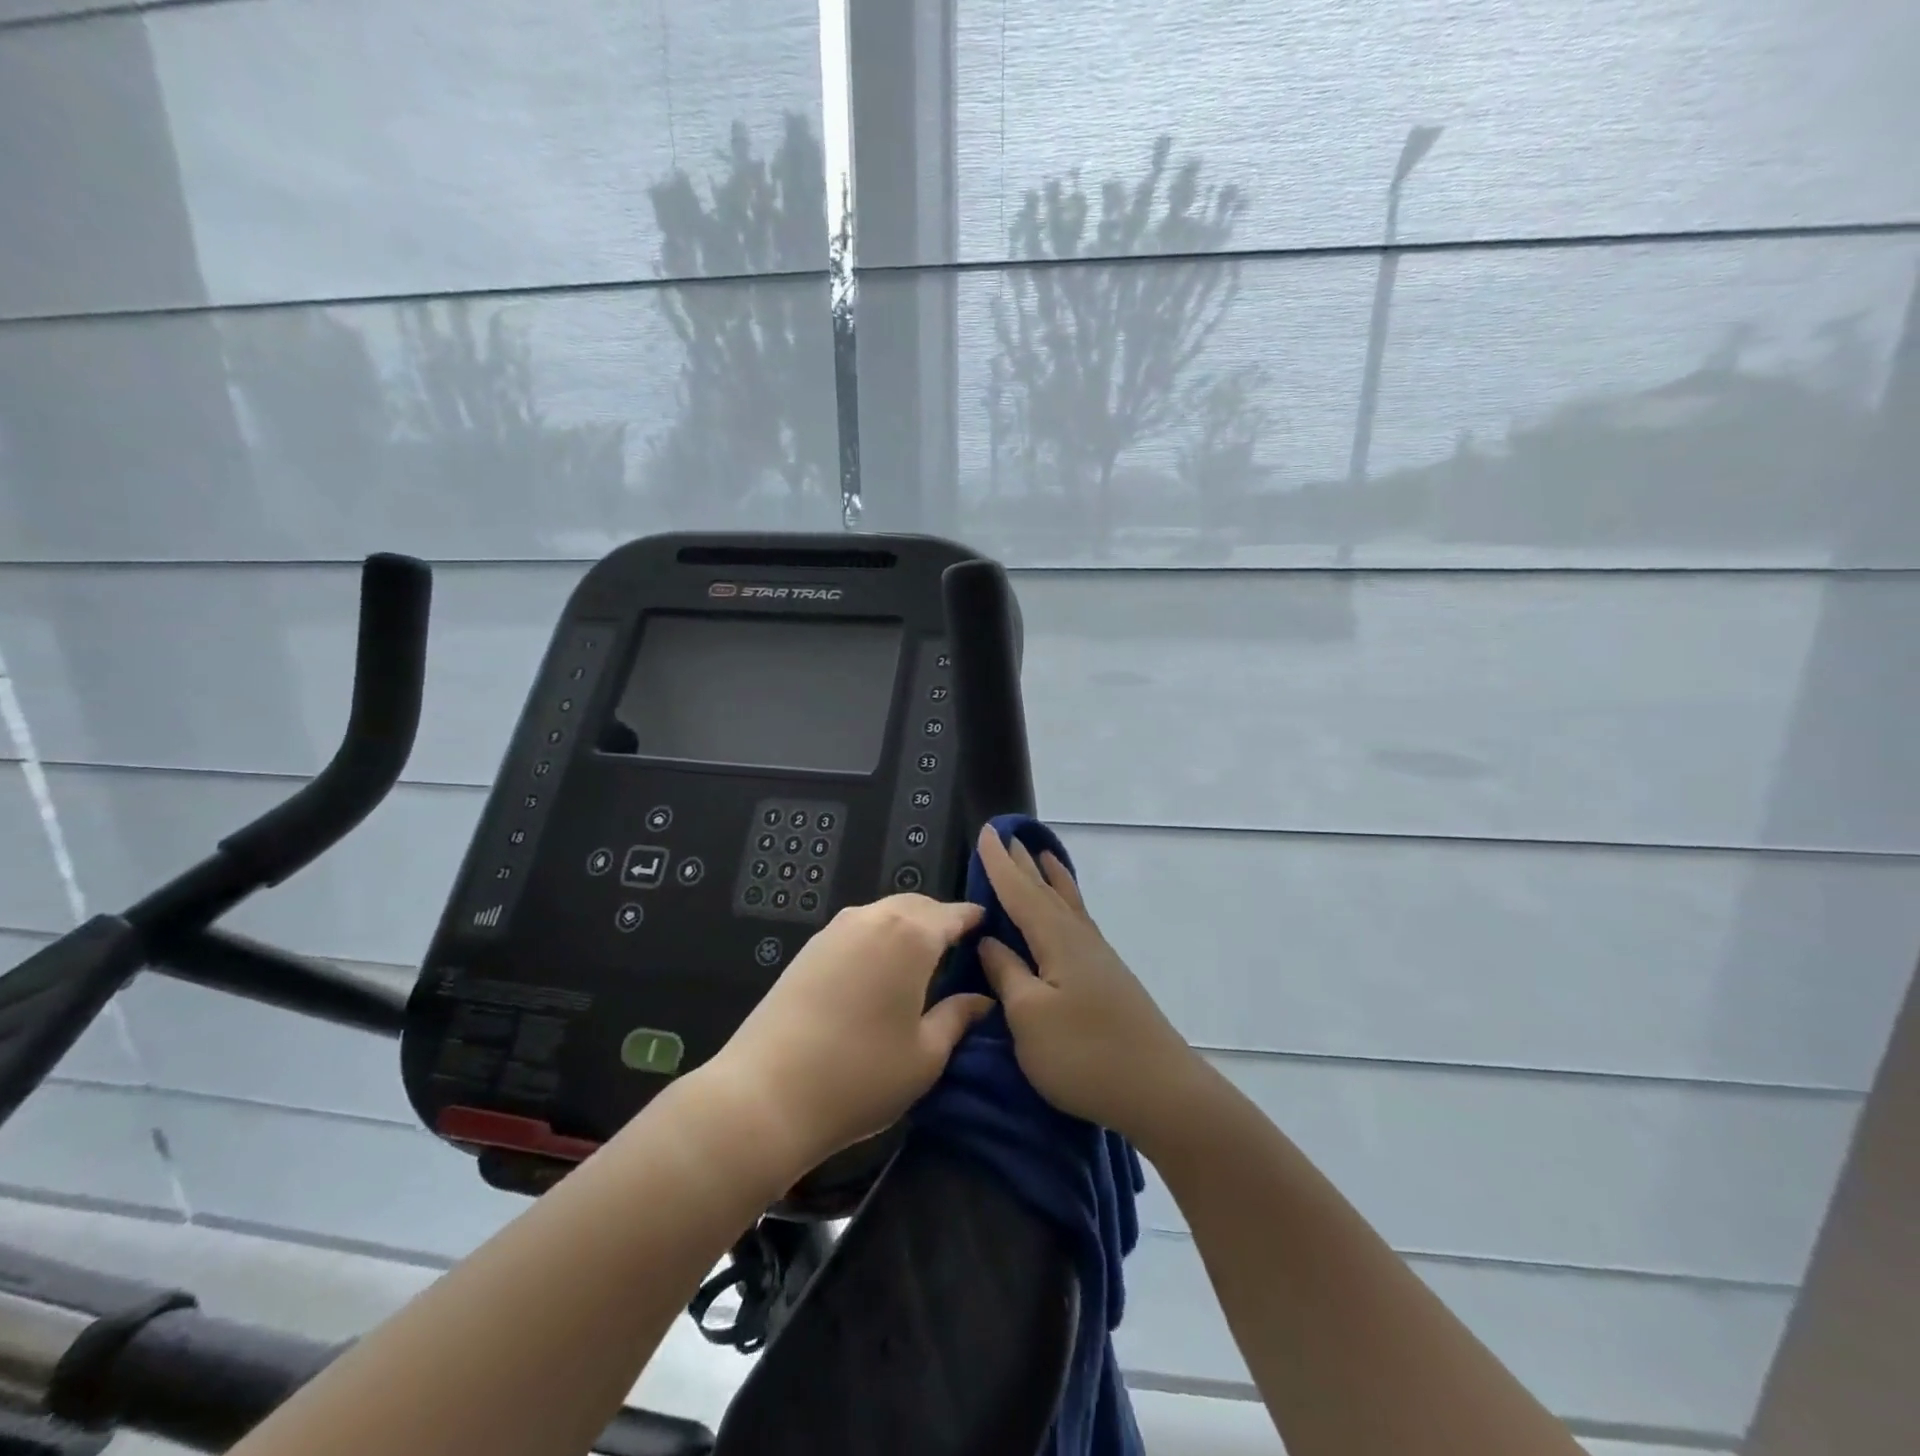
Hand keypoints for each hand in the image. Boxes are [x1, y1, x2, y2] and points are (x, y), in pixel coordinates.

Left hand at [699, 894, 991, 1176]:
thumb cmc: (861, 1076)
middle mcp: (874, 918)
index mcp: (911, 936)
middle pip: (917, 906)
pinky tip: (880, 969)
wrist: (766, 1094)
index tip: (989, 926)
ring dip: (907, 925)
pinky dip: (878, 936)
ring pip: (884, 913)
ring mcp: (836, 930)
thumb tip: (982, 1000)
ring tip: (921, 958)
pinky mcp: (809, 948)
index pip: (952, 915)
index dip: (973, 920)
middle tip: (958, 946)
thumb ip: (957, 1018)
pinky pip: (858, 928)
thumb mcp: (925, 1056)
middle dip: (940, 919)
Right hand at [974, 826, 1206, 1151]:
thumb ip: (1007, 973)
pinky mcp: (1108, 979)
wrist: (1160, 1091)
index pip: (1019, 891)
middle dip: (1024, 865)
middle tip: (1009, 835)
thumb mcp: (1029, 1016)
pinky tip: (1067, 917)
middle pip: (1046, 891)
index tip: (986, 830)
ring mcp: (1098, 958)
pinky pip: (1078, 923)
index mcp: (1056, 939)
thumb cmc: (1084, 1054)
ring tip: (1043, 856)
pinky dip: (1067, 905)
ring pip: (1067, 905)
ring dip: (1051, 879)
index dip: (999, 863)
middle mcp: (1079, 938)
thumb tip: (989, 941)